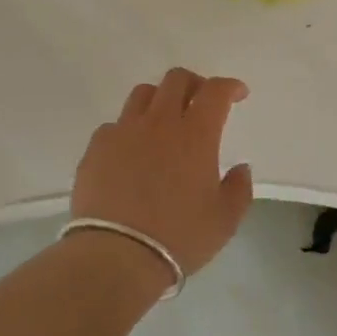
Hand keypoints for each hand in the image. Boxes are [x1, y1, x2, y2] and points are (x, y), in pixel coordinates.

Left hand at [70, 67, 254, 275]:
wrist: (116, 256)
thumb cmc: (179, 237)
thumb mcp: (225, 220)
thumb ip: (239, 188)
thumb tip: (240, 168)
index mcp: (195, 134)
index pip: (215, 91)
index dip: (229, 86)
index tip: (238, 94)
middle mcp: (159, 122)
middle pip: (176, 79)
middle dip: (194, 83)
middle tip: (200, 102)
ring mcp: (123, 132)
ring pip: (143, 94)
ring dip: (160, 99)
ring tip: (164, 121)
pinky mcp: (96, 148)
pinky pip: (115, 124)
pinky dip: (129, 129)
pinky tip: (132, 151)